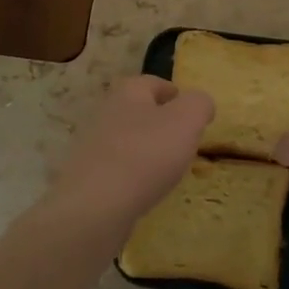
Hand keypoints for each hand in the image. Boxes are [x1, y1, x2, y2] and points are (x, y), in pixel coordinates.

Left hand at [50, 76, 213, 226]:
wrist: (96, 206)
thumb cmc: (146, 154)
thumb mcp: (186, 120)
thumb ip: (199, 104)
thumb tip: (201, 103)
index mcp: (128, 93)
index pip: (153, 83)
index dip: (174, 92)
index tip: (191, 110)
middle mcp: (106, 114)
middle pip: (138, 111)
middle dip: (161, 123)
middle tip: (184, 140)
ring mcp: (92, 147)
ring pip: (127, 141)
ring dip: (147, 150)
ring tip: (168, 169)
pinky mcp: (87, 178)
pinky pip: (117, 169)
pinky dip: (133, 175)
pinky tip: (146, 190)